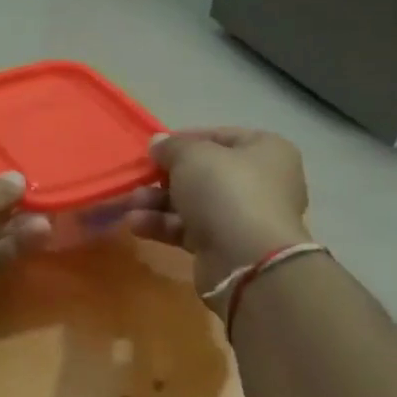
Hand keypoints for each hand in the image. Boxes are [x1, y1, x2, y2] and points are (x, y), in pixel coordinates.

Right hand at [124, 128, 311, 295]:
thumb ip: (171, 146)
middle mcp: (260, 181)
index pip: (219, 136)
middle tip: (139, 179)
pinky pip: (190, 229)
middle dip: (164, 177)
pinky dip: (163, 225)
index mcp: (265, 150)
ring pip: (193, 203)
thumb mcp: (192, 156)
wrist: (246, 260)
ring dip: (157, 202)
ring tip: (131, 204)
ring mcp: (243, 216)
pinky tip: (136, 225)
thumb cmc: (225, 191)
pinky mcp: (225, 245)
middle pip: (203, 173)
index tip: (154, 148)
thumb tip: (158, 142)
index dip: (184, 140)